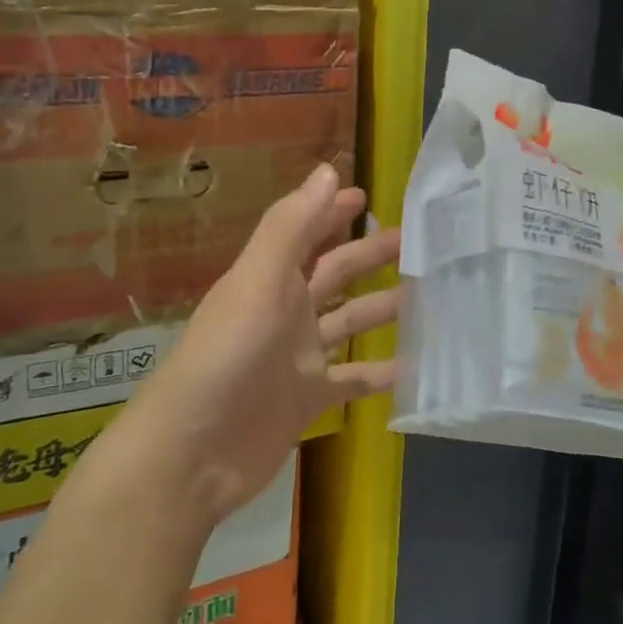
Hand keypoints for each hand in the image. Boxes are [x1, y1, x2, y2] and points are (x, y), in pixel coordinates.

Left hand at [126, 163, 401, 523]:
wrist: (194, 453)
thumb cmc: (226, 357)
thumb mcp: (258, 282)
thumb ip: (292, 227)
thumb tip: (329, 171)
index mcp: (270, 280)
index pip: (306, 233)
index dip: (331, 212)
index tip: (367, 195)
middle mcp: (285, 312)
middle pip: (334, 274)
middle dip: (370, 255)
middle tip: (417, 243)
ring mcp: (297, 358)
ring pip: (348, 323)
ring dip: (382, 308)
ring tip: (428, 296)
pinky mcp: (308, 400)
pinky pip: (353, 380)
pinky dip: (380, 372)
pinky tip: (415, 365)